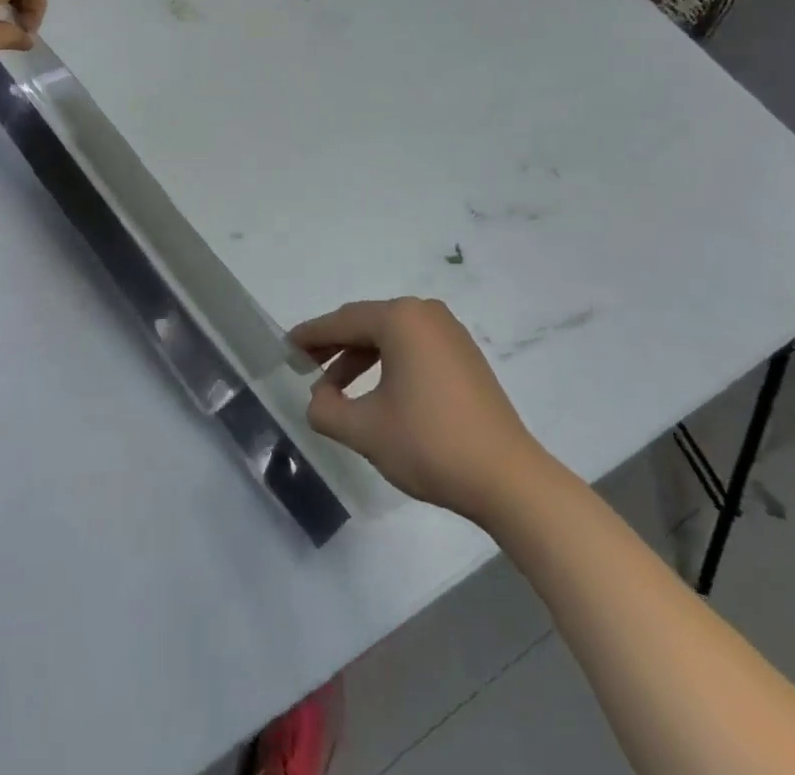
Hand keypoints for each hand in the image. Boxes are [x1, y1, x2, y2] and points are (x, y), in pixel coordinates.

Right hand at [289, 297, 550, 523]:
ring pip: (390, 337)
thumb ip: (326, 409)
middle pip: (366, 324)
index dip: (311, 335)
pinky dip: (388, 364)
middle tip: (304, 366)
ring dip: (360, 358)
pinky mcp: (466, 357)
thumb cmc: (430, 444)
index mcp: (401, 319)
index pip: (342, 322)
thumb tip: (318, 398)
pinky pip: (413, 348)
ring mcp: (450, 334)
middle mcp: (426, 314)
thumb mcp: (365, 430)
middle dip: (334, 346)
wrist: (509, 479)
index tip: (285, 347)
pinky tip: (376, 394)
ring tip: (336, 390)